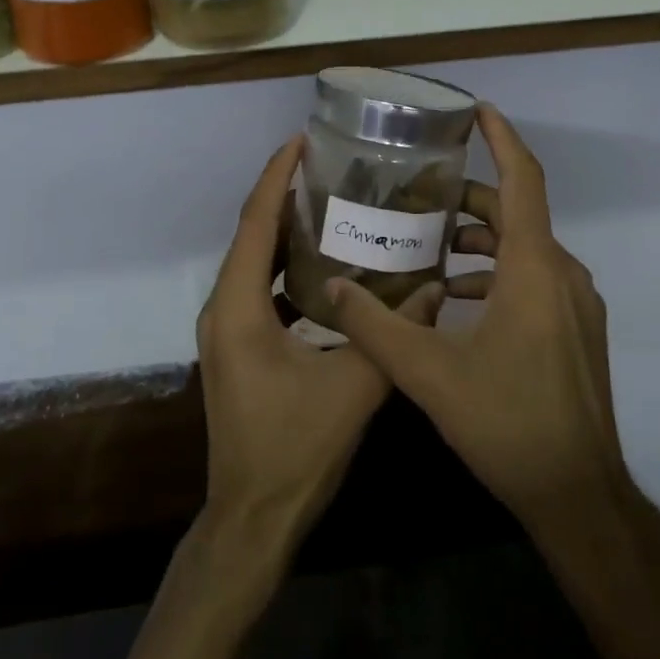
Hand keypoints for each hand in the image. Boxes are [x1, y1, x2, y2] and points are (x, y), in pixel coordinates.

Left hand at [197, 137, 443, 555]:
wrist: (253, 517)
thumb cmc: (295, 449)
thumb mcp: (354, 387)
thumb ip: (393, 332)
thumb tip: (436, 287)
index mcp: (239, 308)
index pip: (254, 223)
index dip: (276, 177)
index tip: (300, 140)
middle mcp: (223, 309)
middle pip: (251, 236)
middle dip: (283, 196)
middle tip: (328, 167)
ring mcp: (226, 331)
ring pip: (254, 263)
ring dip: (285, 232)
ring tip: (330, 204)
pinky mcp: (238, 349)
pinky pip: (260, 291)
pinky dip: (287, 269)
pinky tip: (326, 268)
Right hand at [324, 105, 626, 529]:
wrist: (579, 494)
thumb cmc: (507, 423)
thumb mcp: (428, 374)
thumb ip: (375, 325)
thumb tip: (333, 286)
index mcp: (534, 269)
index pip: (523, 180)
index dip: (501, 138)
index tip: (475, 110)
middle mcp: (563, 275)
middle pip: (516, 213)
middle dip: (468, 199)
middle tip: (417, 197)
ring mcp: (576, 305)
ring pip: (525, 249)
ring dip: (480, 241)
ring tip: (428, 247)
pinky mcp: (575, 331)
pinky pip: (534, 279)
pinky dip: (496, 274)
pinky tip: (455, 300)